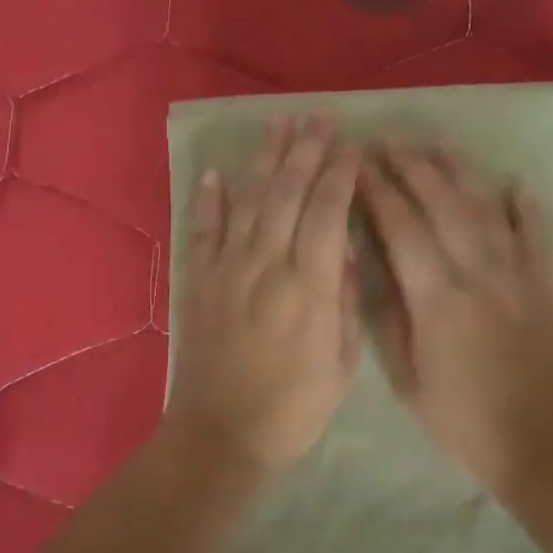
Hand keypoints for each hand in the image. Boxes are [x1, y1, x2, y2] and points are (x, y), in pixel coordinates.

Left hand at [164, 116, 362, 474]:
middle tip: (320, 115)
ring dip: (266, 159)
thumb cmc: (293, 409)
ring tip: (278, 122)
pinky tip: (216, 173)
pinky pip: (205, 231)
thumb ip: (345, 302)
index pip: (329, 212)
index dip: (341, 174)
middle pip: (289, 193)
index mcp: (309, 285)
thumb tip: (345, 253)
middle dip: (308, 150)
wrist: (221, 437)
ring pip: (249, 201)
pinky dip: (210, 200)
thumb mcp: (341, 364)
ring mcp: (228, 269)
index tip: (352, 145)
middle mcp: (267, 265)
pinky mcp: (200, 282)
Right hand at [359, 142, 552, 496]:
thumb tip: (374, 270)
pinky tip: (516, 182)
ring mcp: (516, 274)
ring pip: (485, 207)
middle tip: (389, 140)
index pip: (401, 226)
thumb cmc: (462, 420)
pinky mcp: (544, 284)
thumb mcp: (406, 380)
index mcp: (436, 298)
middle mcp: (477, 272)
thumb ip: (389, 319)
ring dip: (459, 171)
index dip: (377, 191)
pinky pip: (536, 234)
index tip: (358, 165)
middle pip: (441, 202)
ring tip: (437, 142)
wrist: (540, 444)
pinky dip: (526, 206)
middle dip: (412, 166)